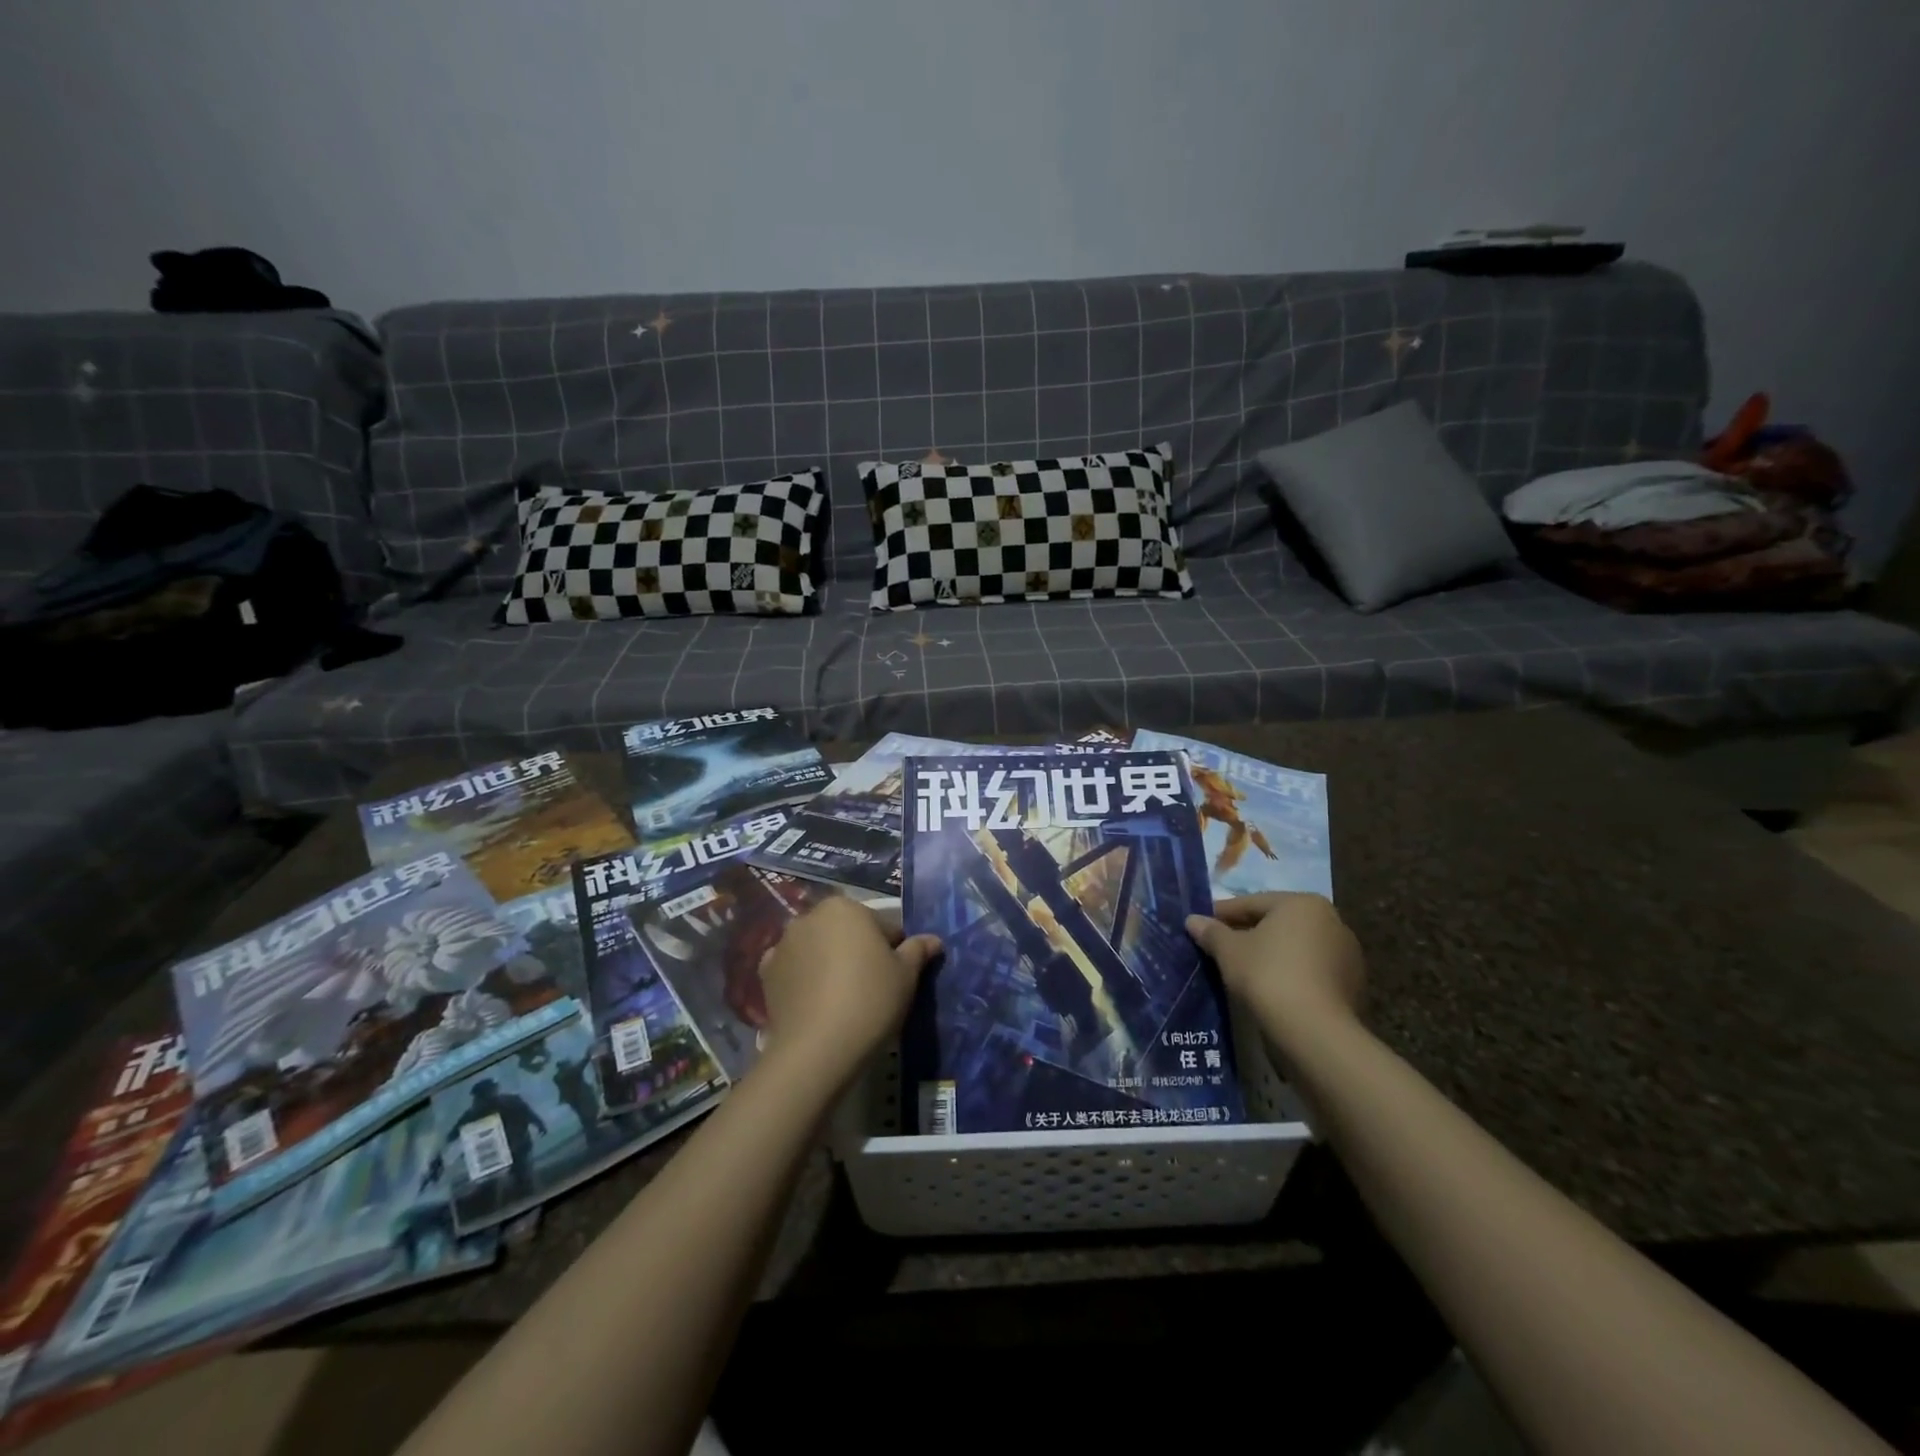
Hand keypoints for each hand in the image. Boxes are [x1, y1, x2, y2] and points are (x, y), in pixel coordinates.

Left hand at [756, 896, 940, 1089]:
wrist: (816, 1049)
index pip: (882, 925)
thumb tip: (933, 940)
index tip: (898, 976)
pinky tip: (816, 1003)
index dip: (895, 950)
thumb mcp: (906, 976)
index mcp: (845, 908)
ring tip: (843, 999)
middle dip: (859, 951)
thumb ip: (918, 951)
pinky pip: (795, 970)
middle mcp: (810, 917)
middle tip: (873, 987)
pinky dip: (804, 979)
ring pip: (818, 949)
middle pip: (846, 932)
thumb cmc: (870, 1001)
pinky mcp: (766, 974)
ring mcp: (783, 945)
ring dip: (830, 962)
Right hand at [1186, 893, 1364, 1046]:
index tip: (1201, 925)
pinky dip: (1290, 973)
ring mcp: (1346, 953)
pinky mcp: (1352, 984)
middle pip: (1277, 923)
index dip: (1222, 914)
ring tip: (1243, 970)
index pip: (1252, 903)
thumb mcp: (1229, 951)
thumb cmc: (1267, 976)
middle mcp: (1331, 920)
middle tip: (1220, 947)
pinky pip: (1310, 970)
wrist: (1315, 1032)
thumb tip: (1192, 920)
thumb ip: (1211, 932)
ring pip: (1295, 947)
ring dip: (1271, 954)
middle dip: (1248, 933)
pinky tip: (1270, 988)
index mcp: (1302, 903)